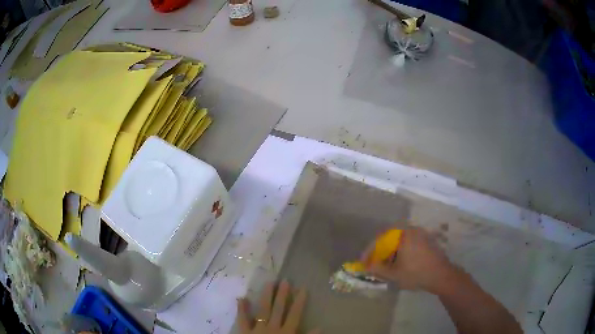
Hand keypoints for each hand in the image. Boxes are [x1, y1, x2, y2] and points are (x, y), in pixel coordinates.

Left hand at [237, 280, 319, 333]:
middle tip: (284, 281)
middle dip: (282, 296)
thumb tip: (320, 327)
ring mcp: (257, 329)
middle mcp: (272, 328)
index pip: (294, 315)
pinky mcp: (245, 332)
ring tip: (269, 283)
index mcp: (286, 333)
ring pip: (262, 311)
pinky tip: (241, 298)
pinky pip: (242, 320)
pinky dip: (241, 309)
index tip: (303, 289)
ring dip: (266, 297)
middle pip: (278, 310)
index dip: (299, 302)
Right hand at [362, 227, 455, 293]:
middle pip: (390, 237)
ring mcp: (421, 234)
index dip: (370, 250)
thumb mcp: (394, 274)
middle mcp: (412, 229)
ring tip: (386, 264)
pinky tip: (400, 262)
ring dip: (391, 251)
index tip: (364, 261)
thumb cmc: (416, 274)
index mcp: (403, 234)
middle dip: (380, 250)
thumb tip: (365, 265)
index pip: (380, 238)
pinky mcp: (427, 240)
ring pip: (400, 240)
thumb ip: (377, 268)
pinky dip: (401, 250)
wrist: (442, 275)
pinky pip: (409, 242)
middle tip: (374, 262)